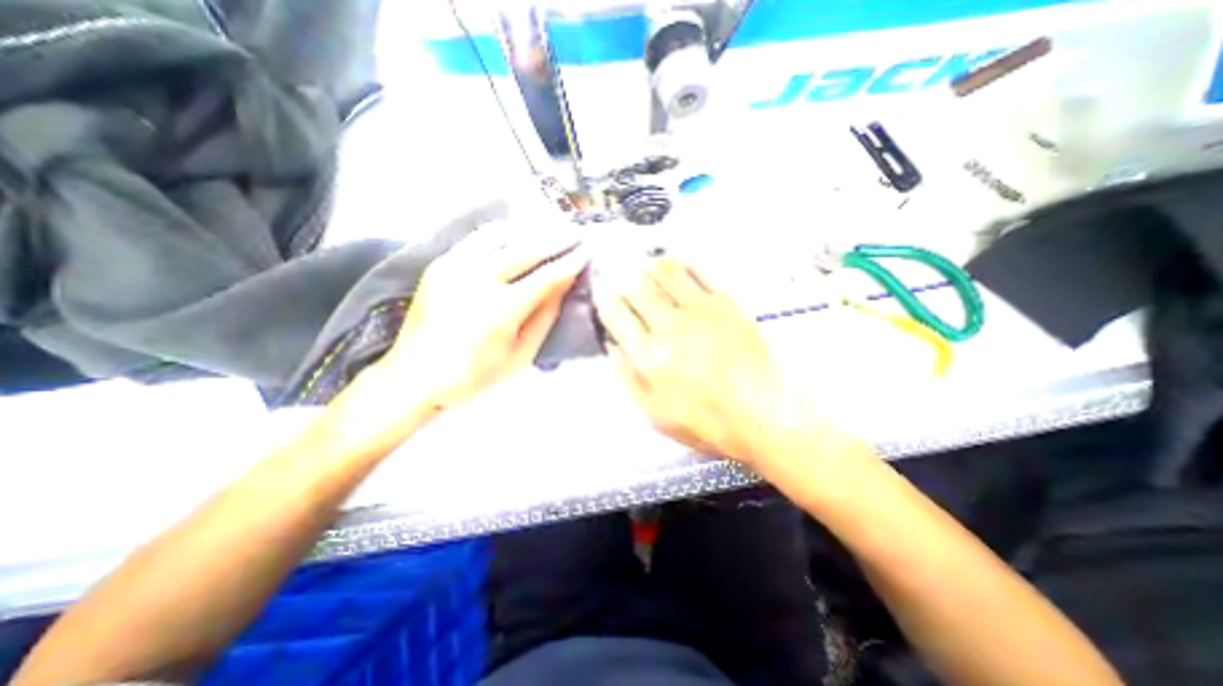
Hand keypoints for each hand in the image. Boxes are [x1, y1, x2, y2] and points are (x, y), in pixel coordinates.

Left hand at [332, 220, 583, 454]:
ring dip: (531, 228)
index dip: (570, 263)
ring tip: (551, 225)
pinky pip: (477, 239)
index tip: (587, 252)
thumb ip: (544, 318)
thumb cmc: (475, 374)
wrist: (414, 376)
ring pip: (501, 236)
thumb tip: (563, 286)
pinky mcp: (441, 264)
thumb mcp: (521, 355)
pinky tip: (517, 230)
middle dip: (556, 239)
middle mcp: (479, 280)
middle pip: (527, 250)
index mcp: (502, 310)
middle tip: (575, 232)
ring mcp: (456, 267)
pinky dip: (502, 231)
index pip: (547, 277)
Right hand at [593, 257, 802, 466]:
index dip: (604, 298)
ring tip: (642, 264)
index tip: (601, 288)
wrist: (760, 413)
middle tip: (616, 271)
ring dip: (648, 264)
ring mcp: (700, 310)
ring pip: (665, 272)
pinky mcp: (726, 302)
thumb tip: (613, 344)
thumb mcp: (653, 412)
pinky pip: (700, 271)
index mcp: (648, 356)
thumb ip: (628, 376)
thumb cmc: (704, 420)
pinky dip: (683, 263)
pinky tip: (677, 263)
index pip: (617, 315)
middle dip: (620, 276)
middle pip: (636, 288)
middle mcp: (670, 326)